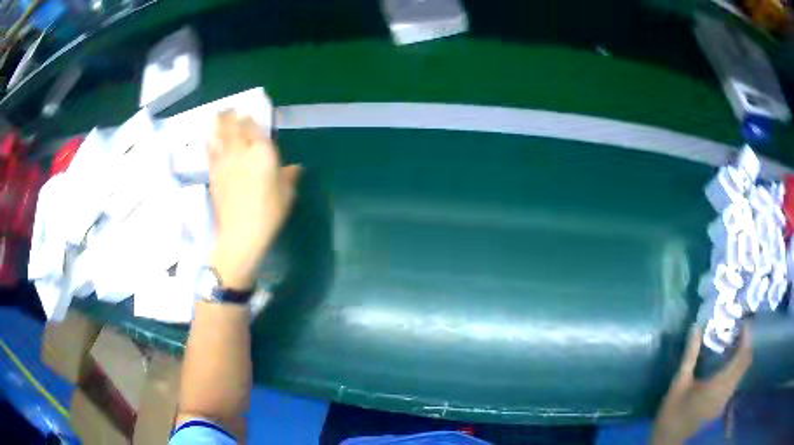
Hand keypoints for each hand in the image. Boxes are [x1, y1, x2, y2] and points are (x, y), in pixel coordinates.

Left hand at [207, 110, 300, 289]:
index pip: (253, 128)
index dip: (249, 119)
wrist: (240, 234)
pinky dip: (209, 145)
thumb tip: (294, 168)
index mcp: (262, 154)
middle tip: (229, 109)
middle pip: (234, 128)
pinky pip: (210, 154)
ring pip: (220, 137)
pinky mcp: (214, 174)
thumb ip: (288, 177)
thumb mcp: (286, 195)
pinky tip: (208, 140)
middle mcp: (241, 152)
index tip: (247, 114)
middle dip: (231, 117)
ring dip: (218, 125)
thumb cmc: (268, 214)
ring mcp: (225, 162)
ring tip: (217, 115)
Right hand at [652, 325, 751, 444]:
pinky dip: (737, 365)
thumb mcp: (678, 383)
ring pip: (742, 371)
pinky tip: (728, 361)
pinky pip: (736, 379)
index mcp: (718, 387)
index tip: (744, 321)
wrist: (668, 441)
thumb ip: (690, 356)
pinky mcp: (723, 404)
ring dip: (743, 354)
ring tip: (735, 340)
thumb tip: (696, 327)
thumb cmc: (672, 413)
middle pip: (745, 363)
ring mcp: (726, 400)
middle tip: (740, 327)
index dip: (747, 338)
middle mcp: (727, 392)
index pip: (742, 358)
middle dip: (747, 342)